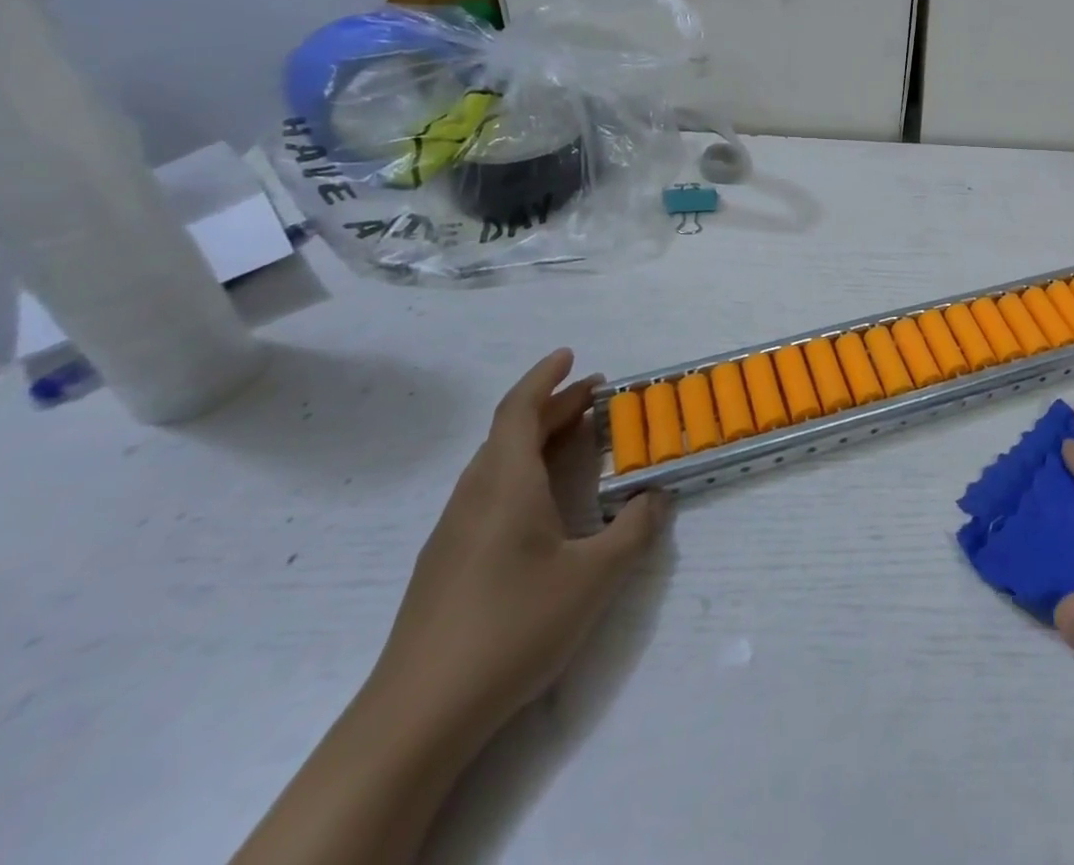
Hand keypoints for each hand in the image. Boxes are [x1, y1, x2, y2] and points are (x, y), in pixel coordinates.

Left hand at [368, 349, 669, 742]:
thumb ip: (634, 530)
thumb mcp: (594, 578)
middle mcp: (474, 497)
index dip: (544, 377)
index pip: (519, 410)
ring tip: (576, 439)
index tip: (571, 355)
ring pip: (497, 464)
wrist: (417, 717)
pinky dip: (522, 472)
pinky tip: (542, 503)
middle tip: (597, 397)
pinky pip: (488, 492)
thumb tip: (656, 497)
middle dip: (553, 406)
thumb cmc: (512, 628)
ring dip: (537, 440)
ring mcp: (453, 532)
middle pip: (510, 433)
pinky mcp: (447, 564)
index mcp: (505, 485)